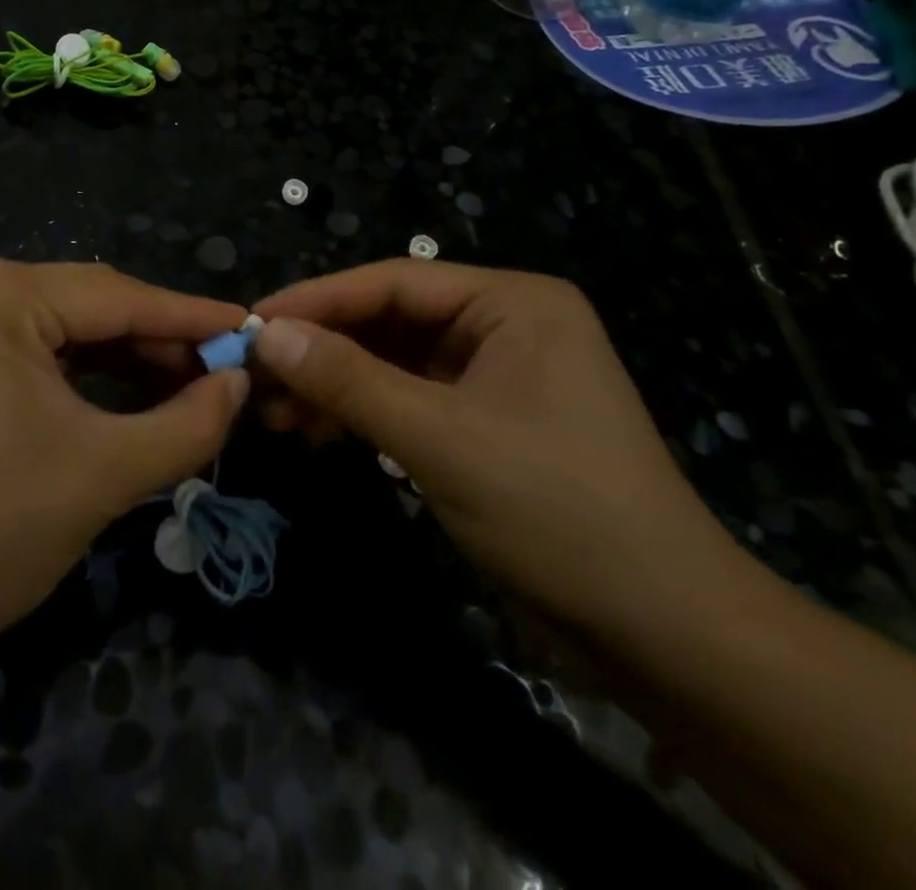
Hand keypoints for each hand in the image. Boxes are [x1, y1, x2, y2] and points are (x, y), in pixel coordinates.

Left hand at [0, 259, 248, 678]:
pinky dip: (85, 375)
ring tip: (191, 389)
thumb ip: (188, 423)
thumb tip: (240, 383)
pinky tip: (131, 395)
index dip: (194, 318)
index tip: (255, 331)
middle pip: (91, 308)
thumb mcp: (103, 474)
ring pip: (66, 330)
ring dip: (127, 361)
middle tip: (228, 375)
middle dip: (160, 344)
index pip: (119, 296)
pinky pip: (35, 351)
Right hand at [252, 261, 740, 635]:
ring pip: (392, 362)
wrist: (664, 633)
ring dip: (335, 385)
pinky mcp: (485, 421)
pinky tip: (318, 434)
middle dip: (322, 349)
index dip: (317, 300)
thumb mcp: (439, 438)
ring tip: (277, 414)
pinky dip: (363, 414)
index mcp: (511, 301)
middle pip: (389, 320)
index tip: (251, 323)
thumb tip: (266, 335)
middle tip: (258, 377)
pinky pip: (409, 399)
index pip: (392, 282)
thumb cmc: (555, 510)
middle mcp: (503, 324)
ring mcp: (495, 375)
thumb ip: (347, 380)